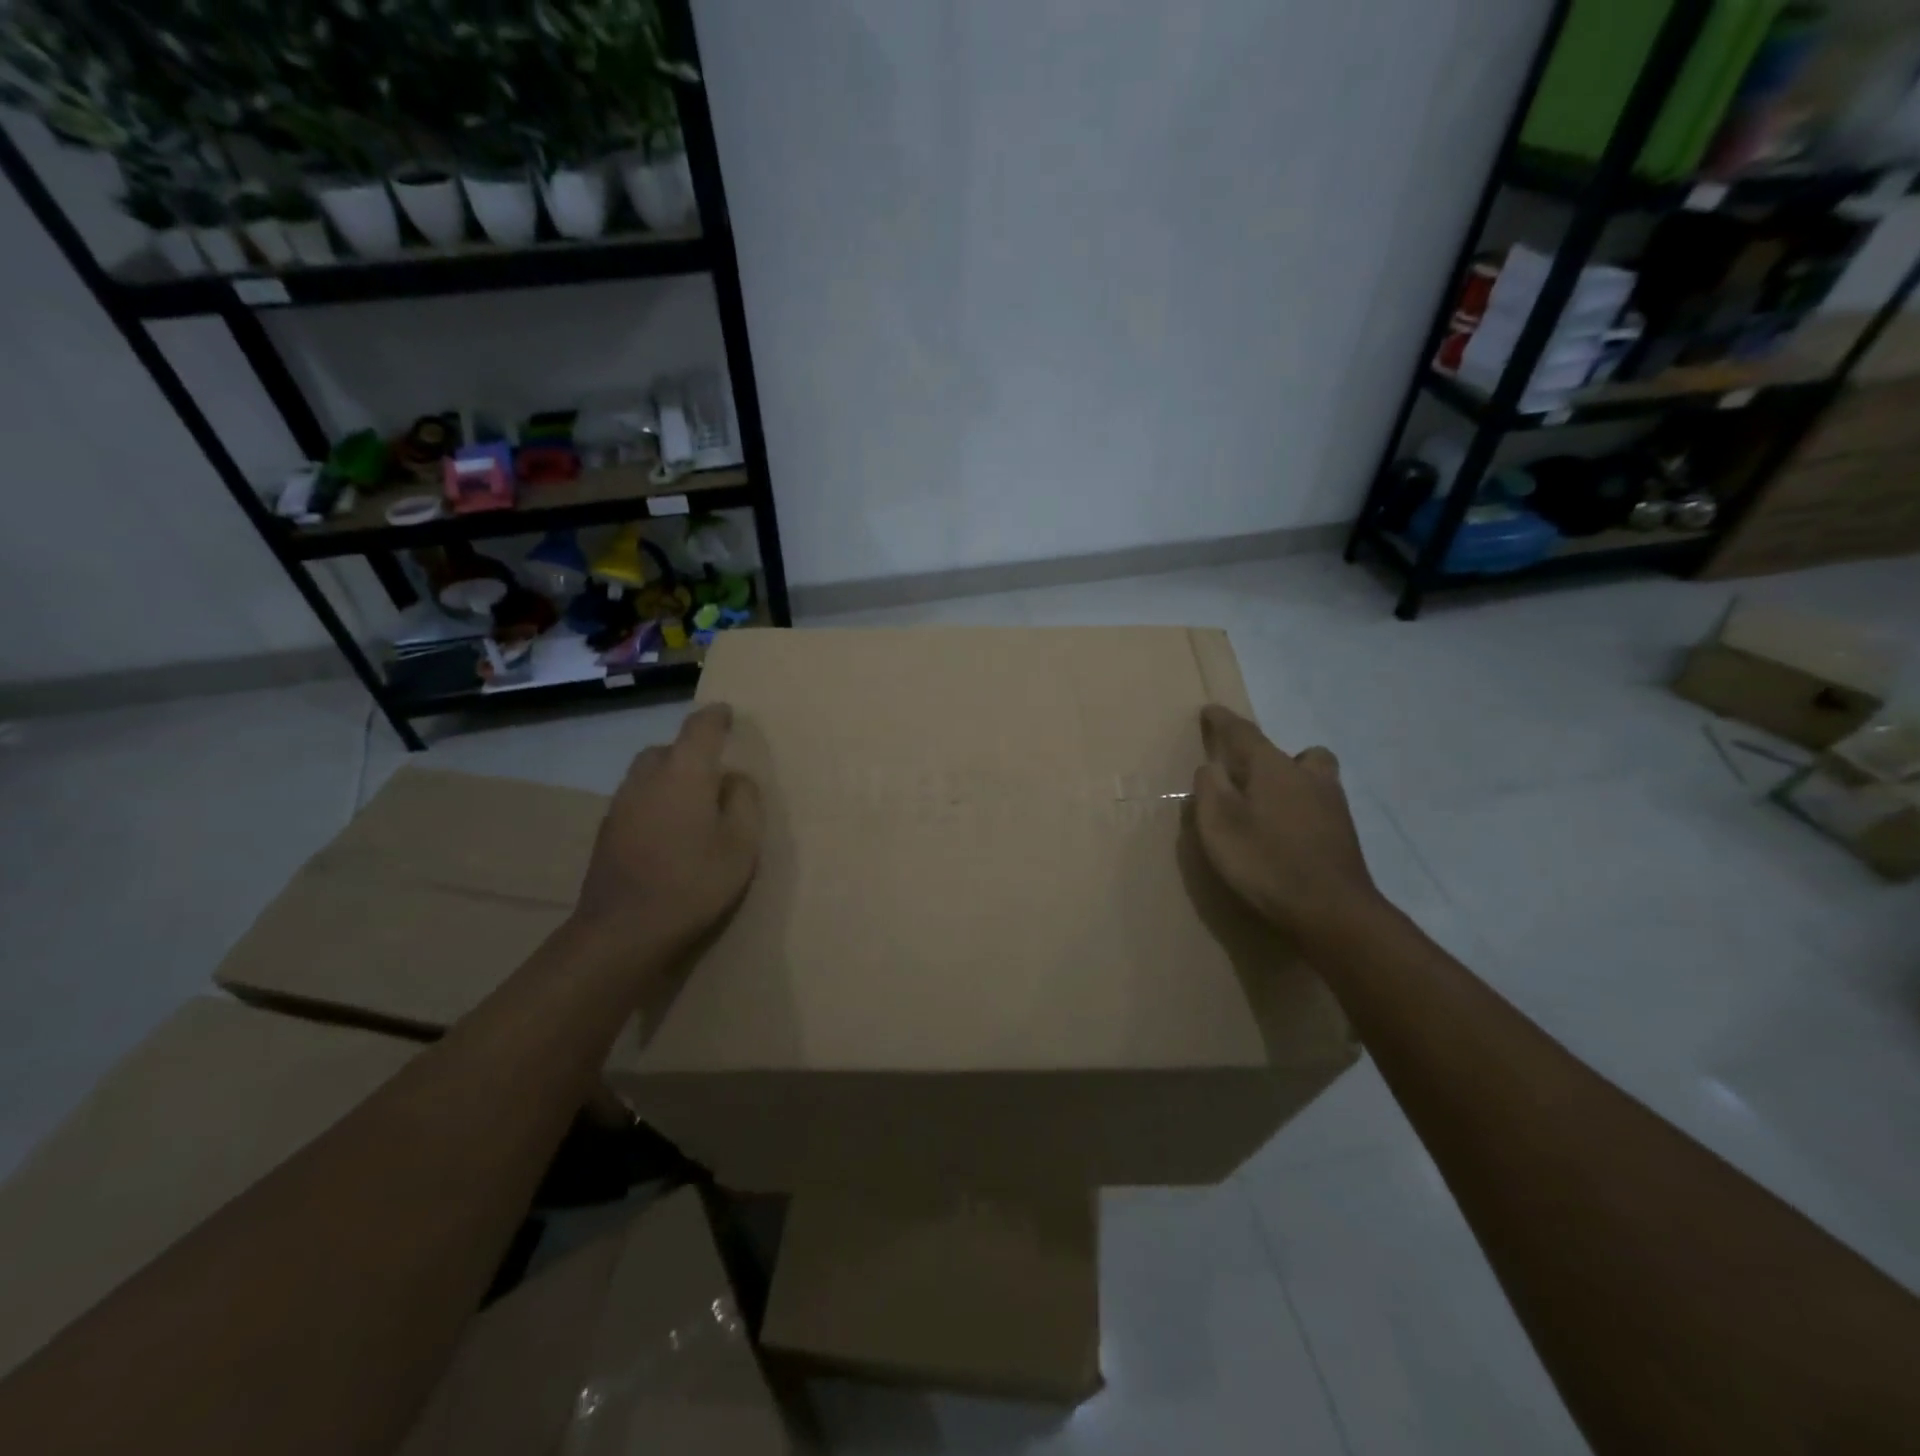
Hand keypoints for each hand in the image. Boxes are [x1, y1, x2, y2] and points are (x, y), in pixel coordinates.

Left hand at [571, 704, 764, 961]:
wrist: (623, 931)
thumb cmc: (694, 883)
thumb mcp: (741, 844)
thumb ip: (744, 802)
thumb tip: (734, 779)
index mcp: (684, 773)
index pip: (699, 728)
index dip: (715, 717)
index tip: (726, 712)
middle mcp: (647, 779)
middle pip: (667, 749)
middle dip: (689, 751)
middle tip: (713, 773)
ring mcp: (621, 805)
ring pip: (647, 774)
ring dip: (669, 777)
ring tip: (692, 805)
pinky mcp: (607, 832)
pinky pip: (636, 800)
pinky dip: (654, 802)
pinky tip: (668, 832)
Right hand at [1192, 705, 1378, 940]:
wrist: (1332, 912)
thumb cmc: (1266, 861)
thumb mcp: (1219, 825)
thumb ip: (1210, 789)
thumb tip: (1211, 767)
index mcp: (1274, 768)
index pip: (1244, 733)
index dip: (1223, 722)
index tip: (1210, 711)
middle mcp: (1309, 778)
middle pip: (1298, 753)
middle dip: (1275, 757)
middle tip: (1251, 777)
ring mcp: (1333, 807)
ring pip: (1314, 779)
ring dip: (1293, 784)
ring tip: (1267, 810)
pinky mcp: (1343, 836)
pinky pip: (1319, 808)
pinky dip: (1302, 812)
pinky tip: (1287, 837)